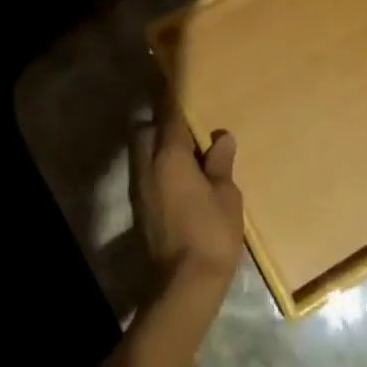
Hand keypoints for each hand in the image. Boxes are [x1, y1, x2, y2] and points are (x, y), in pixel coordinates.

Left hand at [131, 99, 243, 299]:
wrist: (182, 287)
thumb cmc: (210, 235)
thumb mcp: (226, 196)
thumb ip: (220, 164)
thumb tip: (221, 138)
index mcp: (169, 156)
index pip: (169, 114)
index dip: (174, 96)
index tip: (179, 79)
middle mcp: (147, 166)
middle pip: (145, 131)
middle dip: (161, 124)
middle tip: (190, 129)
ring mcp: (140, 189)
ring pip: (143, 153)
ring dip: (159, 148)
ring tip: (190, 155)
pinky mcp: (140, 209)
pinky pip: (147, 174)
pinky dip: (159, 168)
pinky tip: (183, 181)